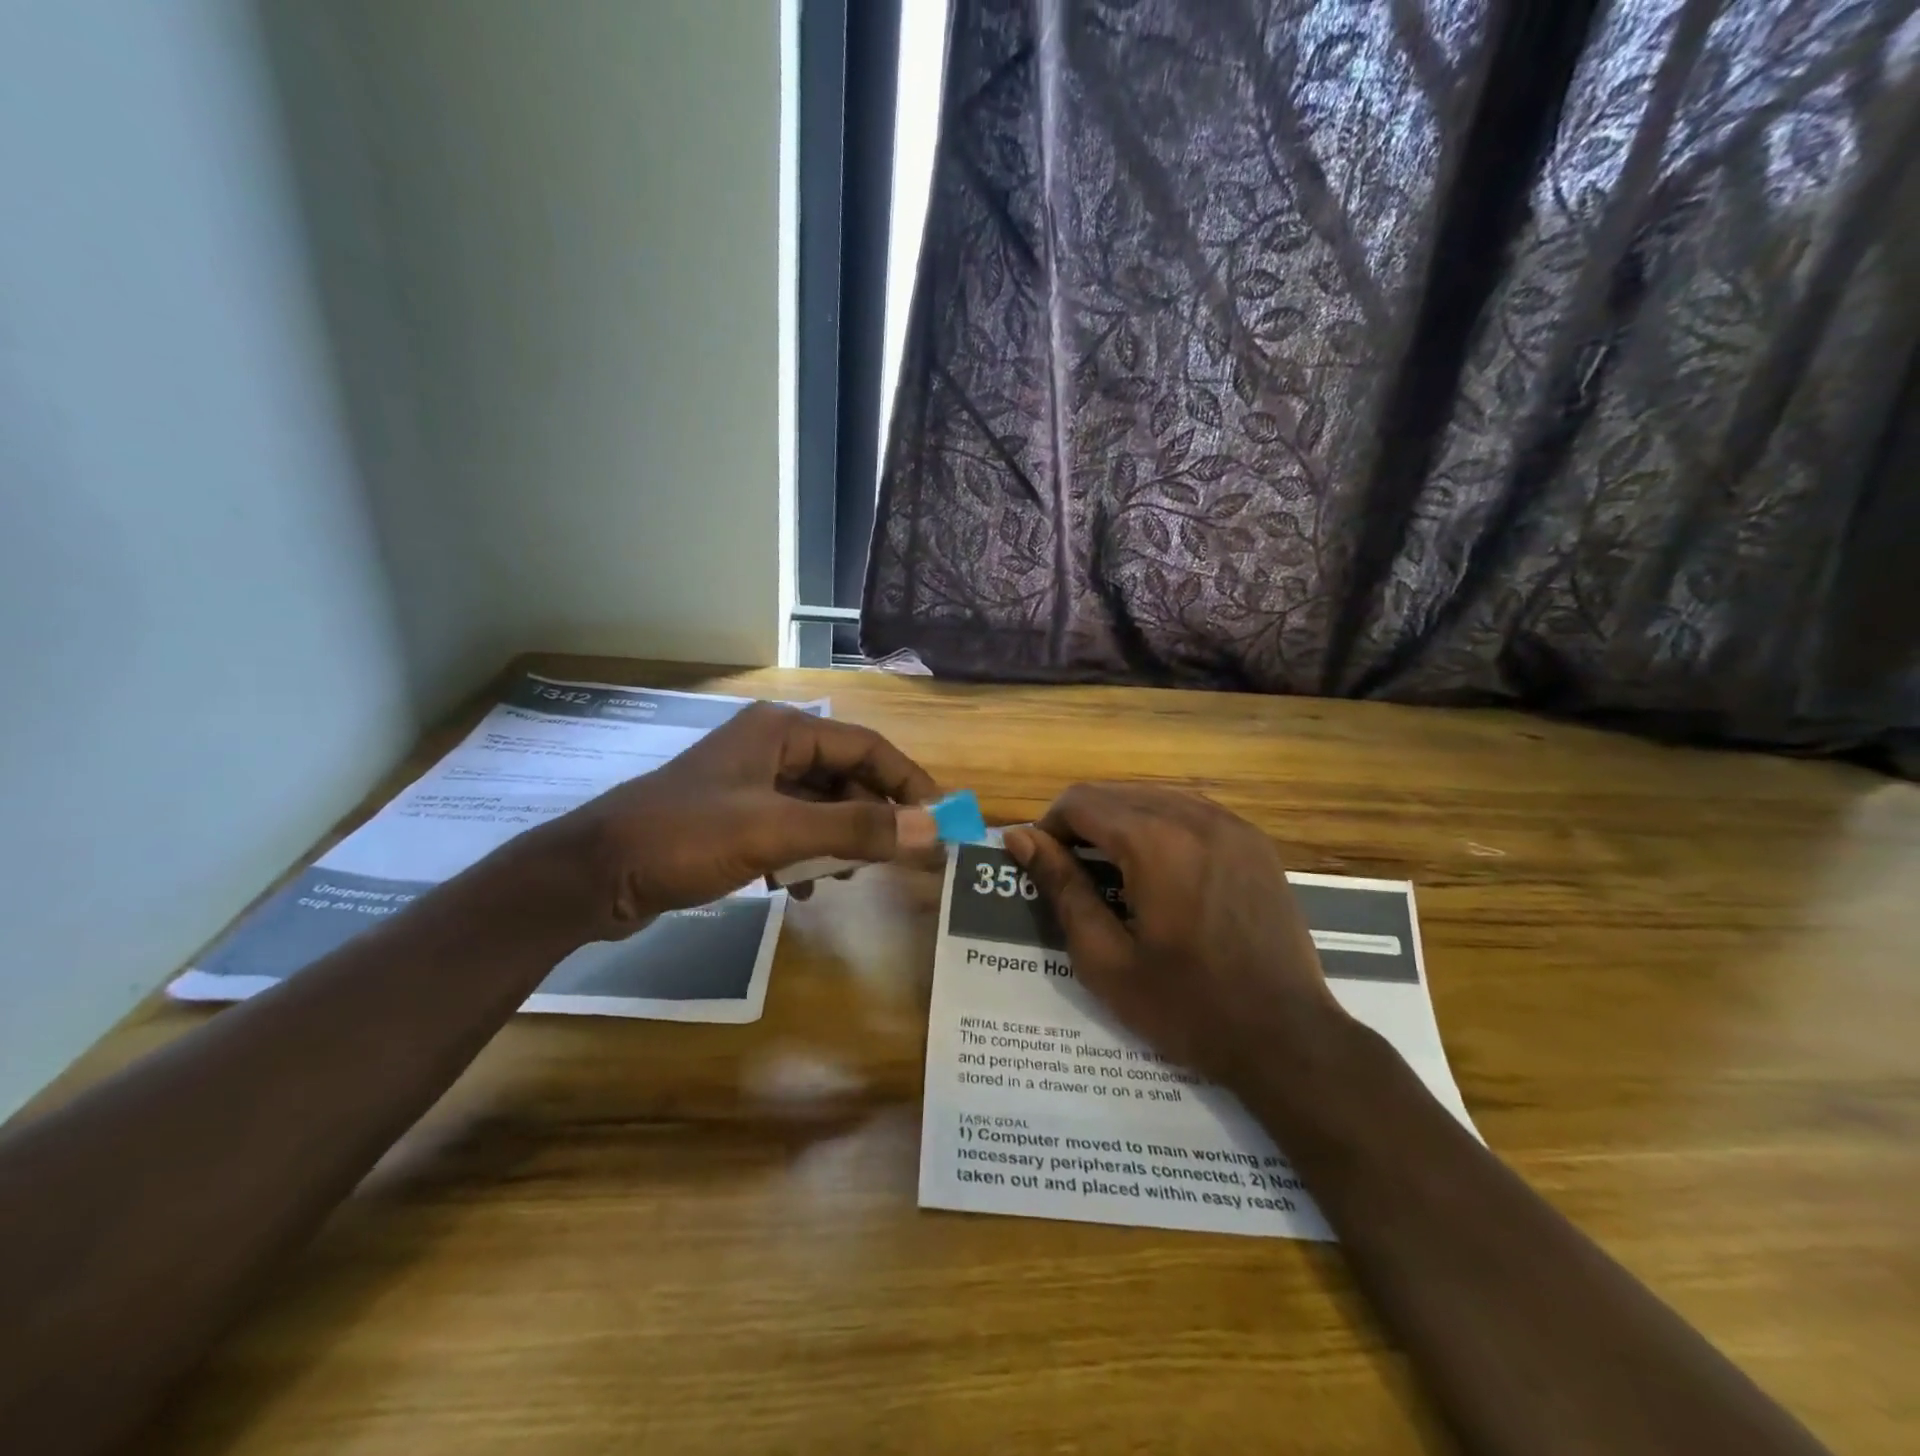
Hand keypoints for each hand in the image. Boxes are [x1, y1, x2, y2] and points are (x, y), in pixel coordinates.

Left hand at [543, 703, 938, 936]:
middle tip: (895, 859)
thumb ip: (856, 829)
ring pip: (820, 807)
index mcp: (783, 730)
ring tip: (843, 877)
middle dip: (871, 818)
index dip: (908, 781)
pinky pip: (792, 829)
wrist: (594, 875)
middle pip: (846, 777)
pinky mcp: (736, 818)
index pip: (867, 747)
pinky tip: (799, 888)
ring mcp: (752, 784)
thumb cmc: (686, 837)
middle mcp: (771, 747)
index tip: (939, 819)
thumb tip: (931, 830)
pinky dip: (805, 856)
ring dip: (838, 841)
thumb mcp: (777, 832)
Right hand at [1002, 784, 1345, 1088]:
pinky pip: (1191, 810)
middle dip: (1082, 822)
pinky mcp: (1254, 840)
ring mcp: (1231, 824)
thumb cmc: (1185, 1007)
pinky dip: (1160, 824)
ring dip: (1120, 820)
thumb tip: (1020, 838)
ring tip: (1112, 870)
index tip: (1043, 866)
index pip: (1080, 802)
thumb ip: (1062, 888)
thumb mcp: (1105, 958)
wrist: (1286, 1038)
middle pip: (1115, 792)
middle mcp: (1193, 816)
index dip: (1048, 827)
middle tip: (1072, 872)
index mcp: (1154, 842)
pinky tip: (1158, 867)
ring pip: (1152, 795)